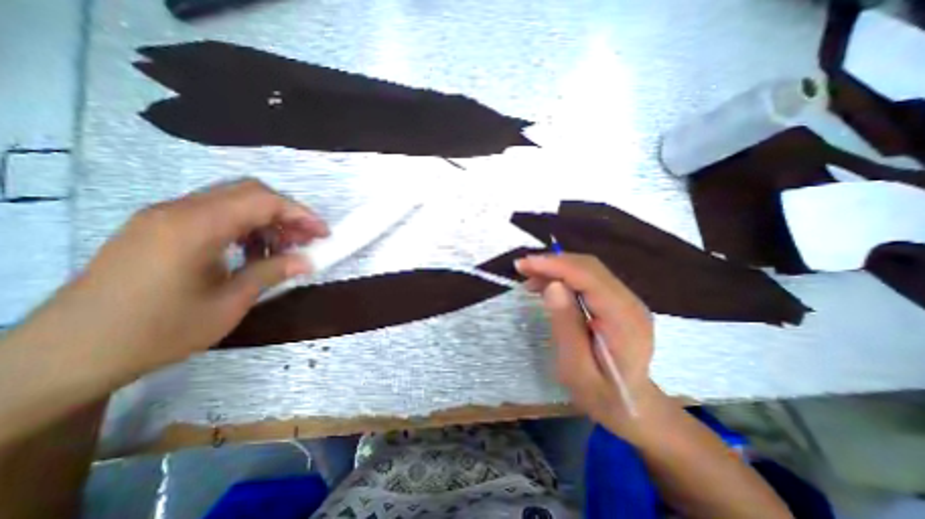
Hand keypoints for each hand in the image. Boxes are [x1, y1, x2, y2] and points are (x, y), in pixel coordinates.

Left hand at [17, 181, 328, 382]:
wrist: (67, 355)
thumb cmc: (157, 331)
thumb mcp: (229, 303)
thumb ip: (271, 272)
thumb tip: (307, 260)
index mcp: (195, 226)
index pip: (263, 201)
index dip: (301, 214)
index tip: (323, 233)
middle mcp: (178, 210)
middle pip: (249, 192)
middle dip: (286, 212)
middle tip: (305, 238)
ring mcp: (164, 217)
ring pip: (232, 201)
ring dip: (265, 220)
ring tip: (282, 248)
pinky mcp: (158, 228)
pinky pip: (213, 214)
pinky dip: (243, 227)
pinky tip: (251, 252)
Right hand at [513, 252, 657, 435]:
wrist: (634, 407)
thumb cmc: (602, 395)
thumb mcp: (576, 368)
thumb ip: (566, 325)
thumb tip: (552, 286)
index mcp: (624, 321)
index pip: (589, 278)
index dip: (555, 266)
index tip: (524, 264)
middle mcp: (630, 303)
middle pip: (589, 267)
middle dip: (553, 262)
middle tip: (522, 267)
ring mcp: (627, 300)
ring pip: (588, 269)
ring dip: (557, 267)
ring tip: (530, 276)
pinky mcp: (618, 301)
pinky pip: (589, 278)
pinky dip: (564, 275)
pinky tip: (547, 284)